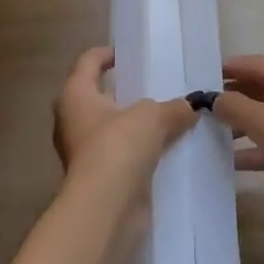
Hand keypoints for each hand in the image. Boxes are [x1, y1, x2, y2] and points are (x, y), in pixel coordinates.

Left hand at [52, 47, 195, 237]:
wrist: (105, 210)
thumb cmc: (118, 147)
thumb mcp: (152, 116)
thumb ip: (173, 108)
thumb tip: (190, 107)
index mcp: (75, 95)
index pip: (88, 61)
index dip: (107, 54)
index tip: (130, 55)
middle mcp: (72, 120)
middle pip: (99, 96)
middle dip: (126, 92)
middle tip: (156, 87)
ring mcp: (83, 153)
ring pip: (112, 129)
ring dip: (135, 125)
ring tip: (168, 118)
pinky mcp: (98, 179)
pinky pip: (122, 156)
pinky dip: (140, 152)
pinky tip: (167, 150)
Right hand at [211, 55, 263, 255]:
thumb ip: (237, 107)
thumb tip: (212, 98)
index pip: (259, 65)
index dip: (231, 68)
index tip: (200, 74)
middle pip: (261, 90)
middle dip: (233, 96)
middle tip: (198, 104)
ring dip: (239, 123)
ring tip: (206, 130)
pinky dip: (250, 150)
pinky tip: (227, 161)